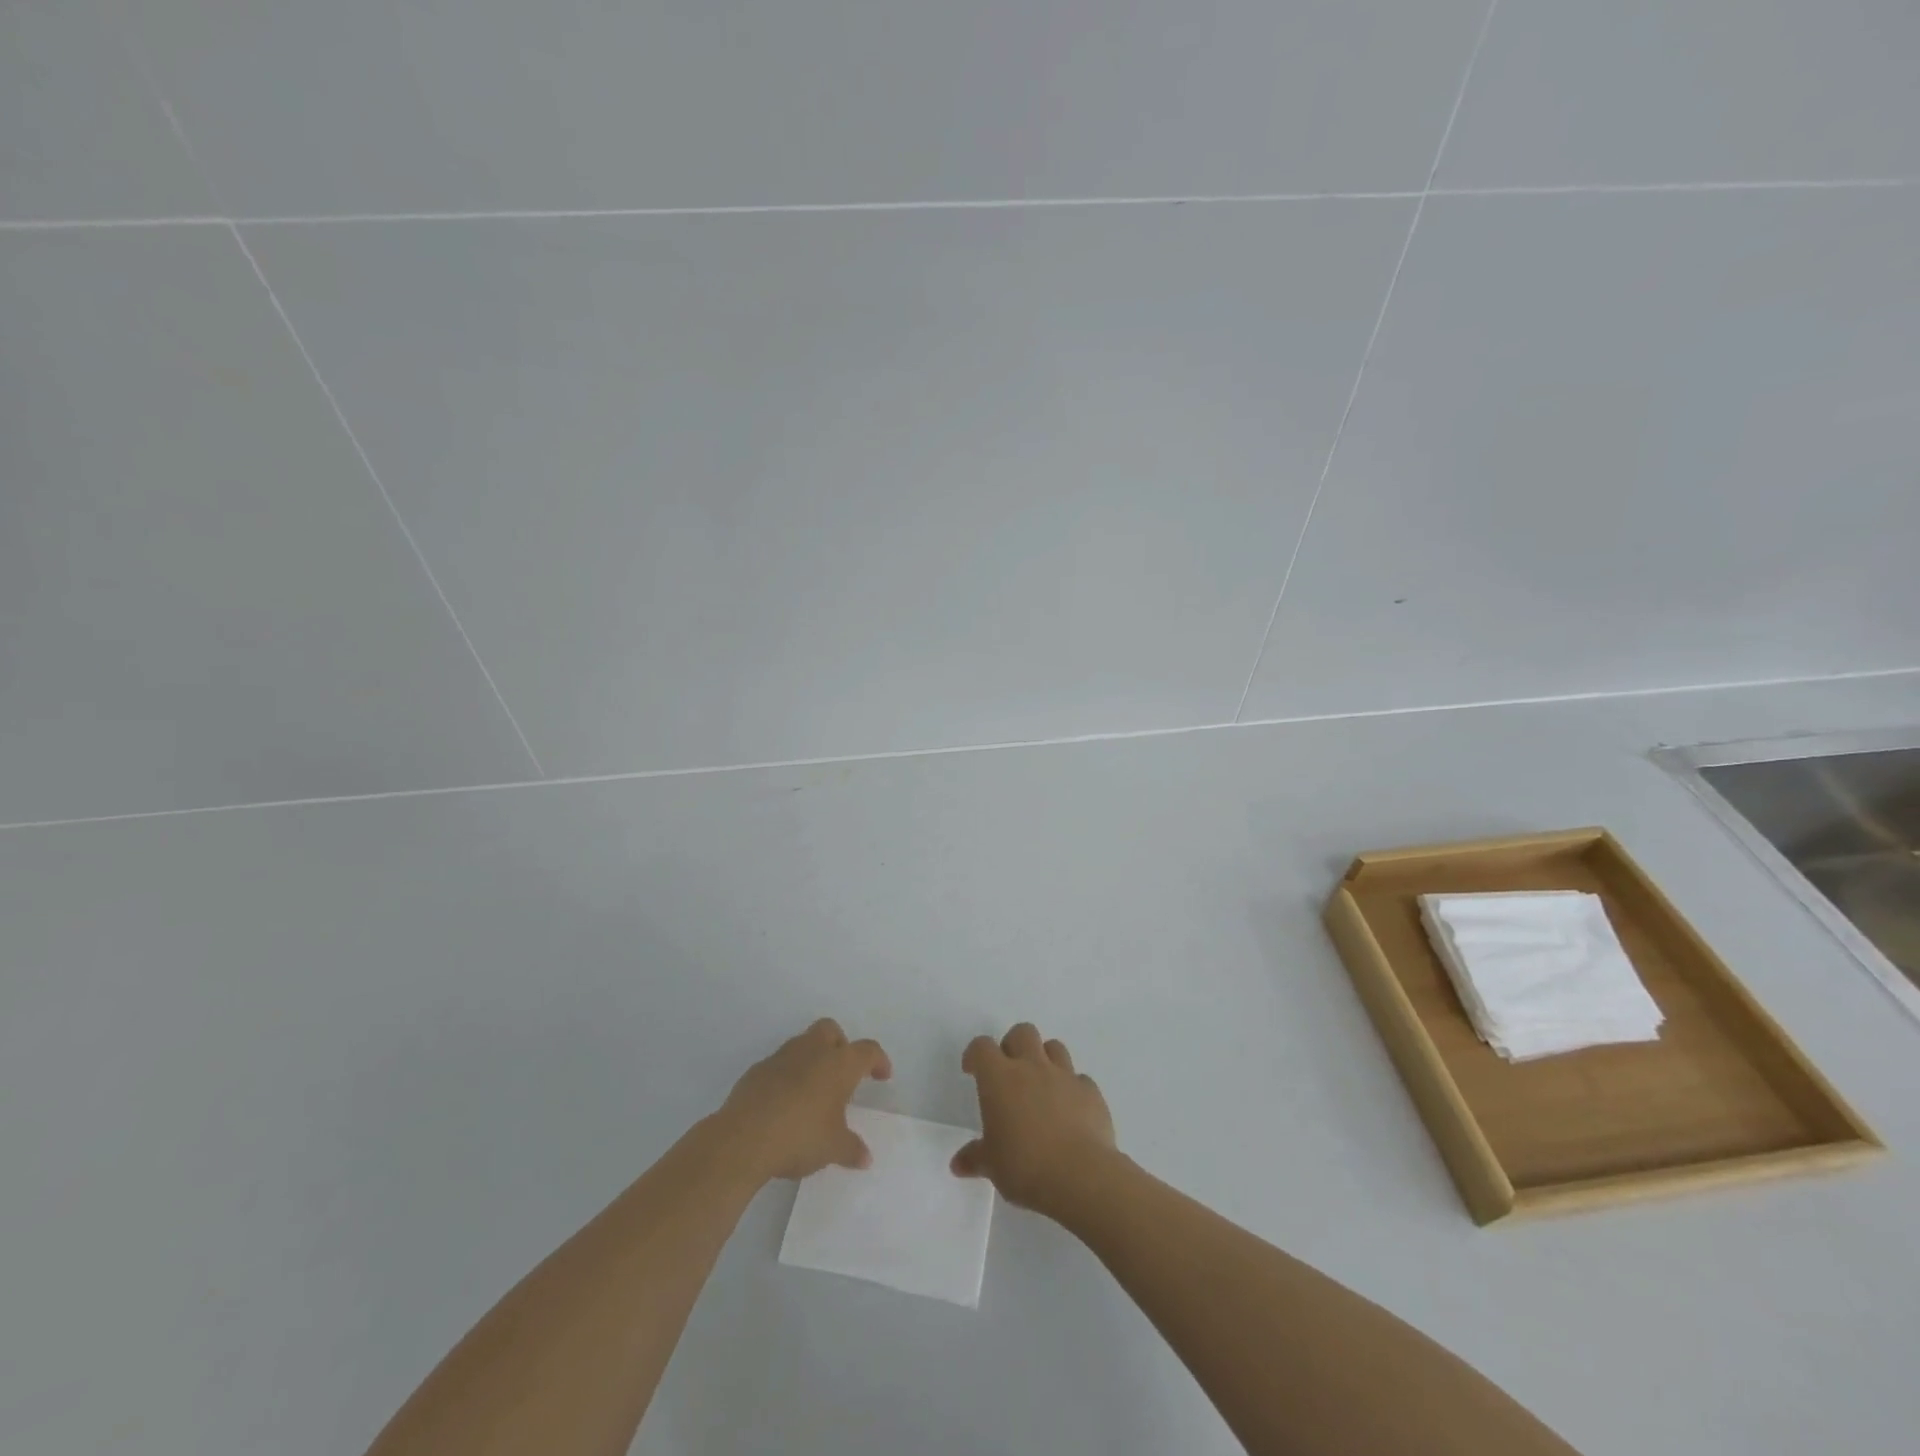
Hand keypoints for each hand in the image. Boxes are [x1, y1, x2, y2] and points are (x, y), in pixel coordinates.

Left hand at [720, 1019, 891, 1181]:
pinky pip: (780, 1064)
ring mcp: (782, 1057)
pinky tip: (785, 1103)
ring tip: (813, 1091)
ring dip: (812, 1059)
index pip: (867, 1050)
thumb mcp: (833, 1148)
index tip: (882, 1075)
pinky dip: (788, 1075)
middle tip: (843, 1073)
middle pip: (831, 1030)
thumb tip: (865, 1157)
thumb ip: (852, 1149)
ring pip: (803, 1043)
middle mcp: (812, 1051)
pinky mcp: (757, 1070)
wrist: (743, 1139)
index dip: (878, 1060)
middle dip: (841, 1045)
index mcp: (839, 1064)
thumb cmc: (800, 1136)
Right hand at [952, 1022, 1117, 1220]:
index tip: (972, 1070)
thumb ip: (975, 1158)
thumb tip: (958, 1163)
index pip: (982, 1047)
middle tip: (1009, 1072)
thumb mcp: (992, 1166)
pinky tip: (1070, 1111)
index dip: (975, 1054)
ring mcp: (1065, 1076)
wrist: (1080, 1177)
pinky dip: (1073, 1088)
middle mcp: (1032, 1067)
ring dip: (1045, 1059)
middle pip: (1022, 1032)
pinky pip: (1080, 1079)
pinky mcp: (1091, 1092)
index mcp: (1000, 1078)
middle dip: (1013, 1045)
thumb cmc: (1025, 1167)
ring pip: (1054, 1047)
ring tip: (1041, 1086)